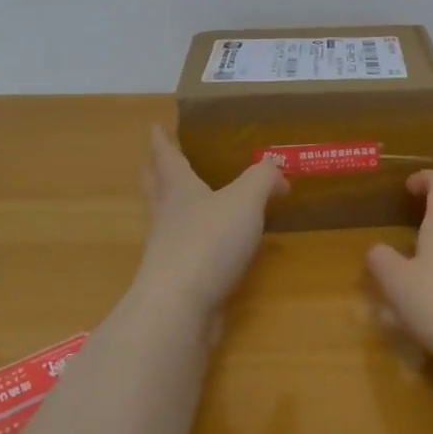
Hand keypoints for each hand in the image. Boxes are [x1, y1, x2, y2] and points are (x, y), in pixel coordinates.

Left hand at [134, 125, 285, 320]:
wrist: (179, 307)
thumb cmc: (209, 241)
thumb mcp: (245, 200)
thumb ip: (263, 178)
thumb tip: (278, 172)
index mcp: (179, 189)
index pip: (167, 157)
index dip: (162, 140)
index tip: (154, 126)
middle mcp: (167, 216)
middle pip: (157, 187)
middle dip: (156, 172)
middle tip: (155, 160)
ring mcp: (168, 251)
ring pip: (167, 220)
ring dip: (172, 207)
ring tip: (187, 201)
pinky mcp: (178, 281)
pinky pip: (185, 252)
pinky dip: (195, 242)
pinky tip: (212, 247)